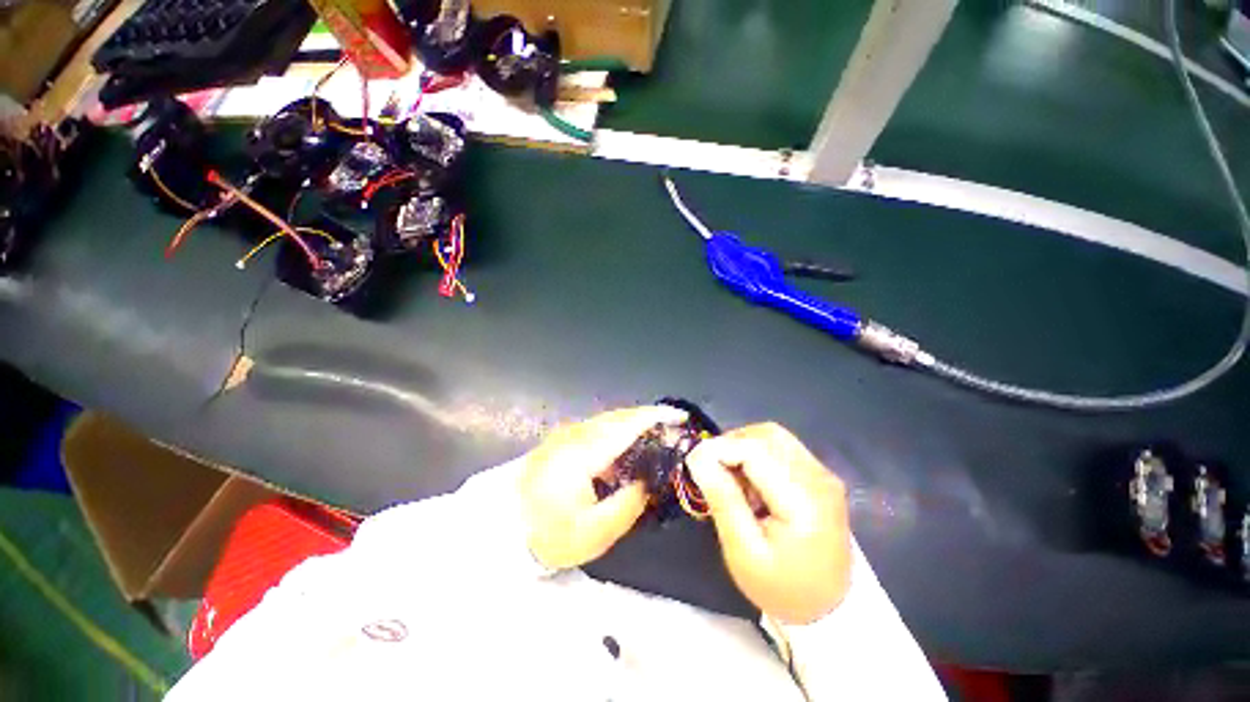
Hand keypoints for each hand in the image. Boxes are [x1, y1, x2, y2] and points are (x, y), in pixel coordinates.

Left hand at [520, 405, 686, 569]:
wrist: (502, 526)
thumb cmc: (548, 533)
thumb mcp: (594, 532)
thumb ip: (628, 504)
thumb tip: (647, 480)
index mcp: (585, 452)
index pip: (627, 425)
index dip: (656, 417)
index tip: (680, 417)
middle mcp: (577, 433)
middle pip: (620, 416)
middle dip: (650, 417)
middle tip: (674, 428)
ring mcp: (568, 433)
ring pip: (609, 418)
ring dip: (635, 421)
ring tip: (658, 433)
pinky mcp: (563, 439)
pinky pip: (599, 426)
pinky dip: (620, 428)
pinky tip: (629, 443)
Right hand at [687, 423, 850, 624]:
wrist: (830, 609)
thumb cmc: (782, 587)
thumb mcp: (744, 552)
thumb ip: (722, 499)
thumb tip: (698, 456)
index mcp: (803, 499)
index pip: (755, 449)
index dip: (719, 448)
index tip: (695, 464)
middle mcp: (818, 476)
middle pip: (766, 434)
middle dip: (732, 444)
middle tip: (714, 472)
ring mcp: (823, 474)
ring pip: (773, 436)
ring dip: (744, 447)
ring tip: (732, 478)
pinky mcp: (819, 476)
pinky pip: (782, 448)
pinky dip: (758, 454)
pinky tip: (751, 482)